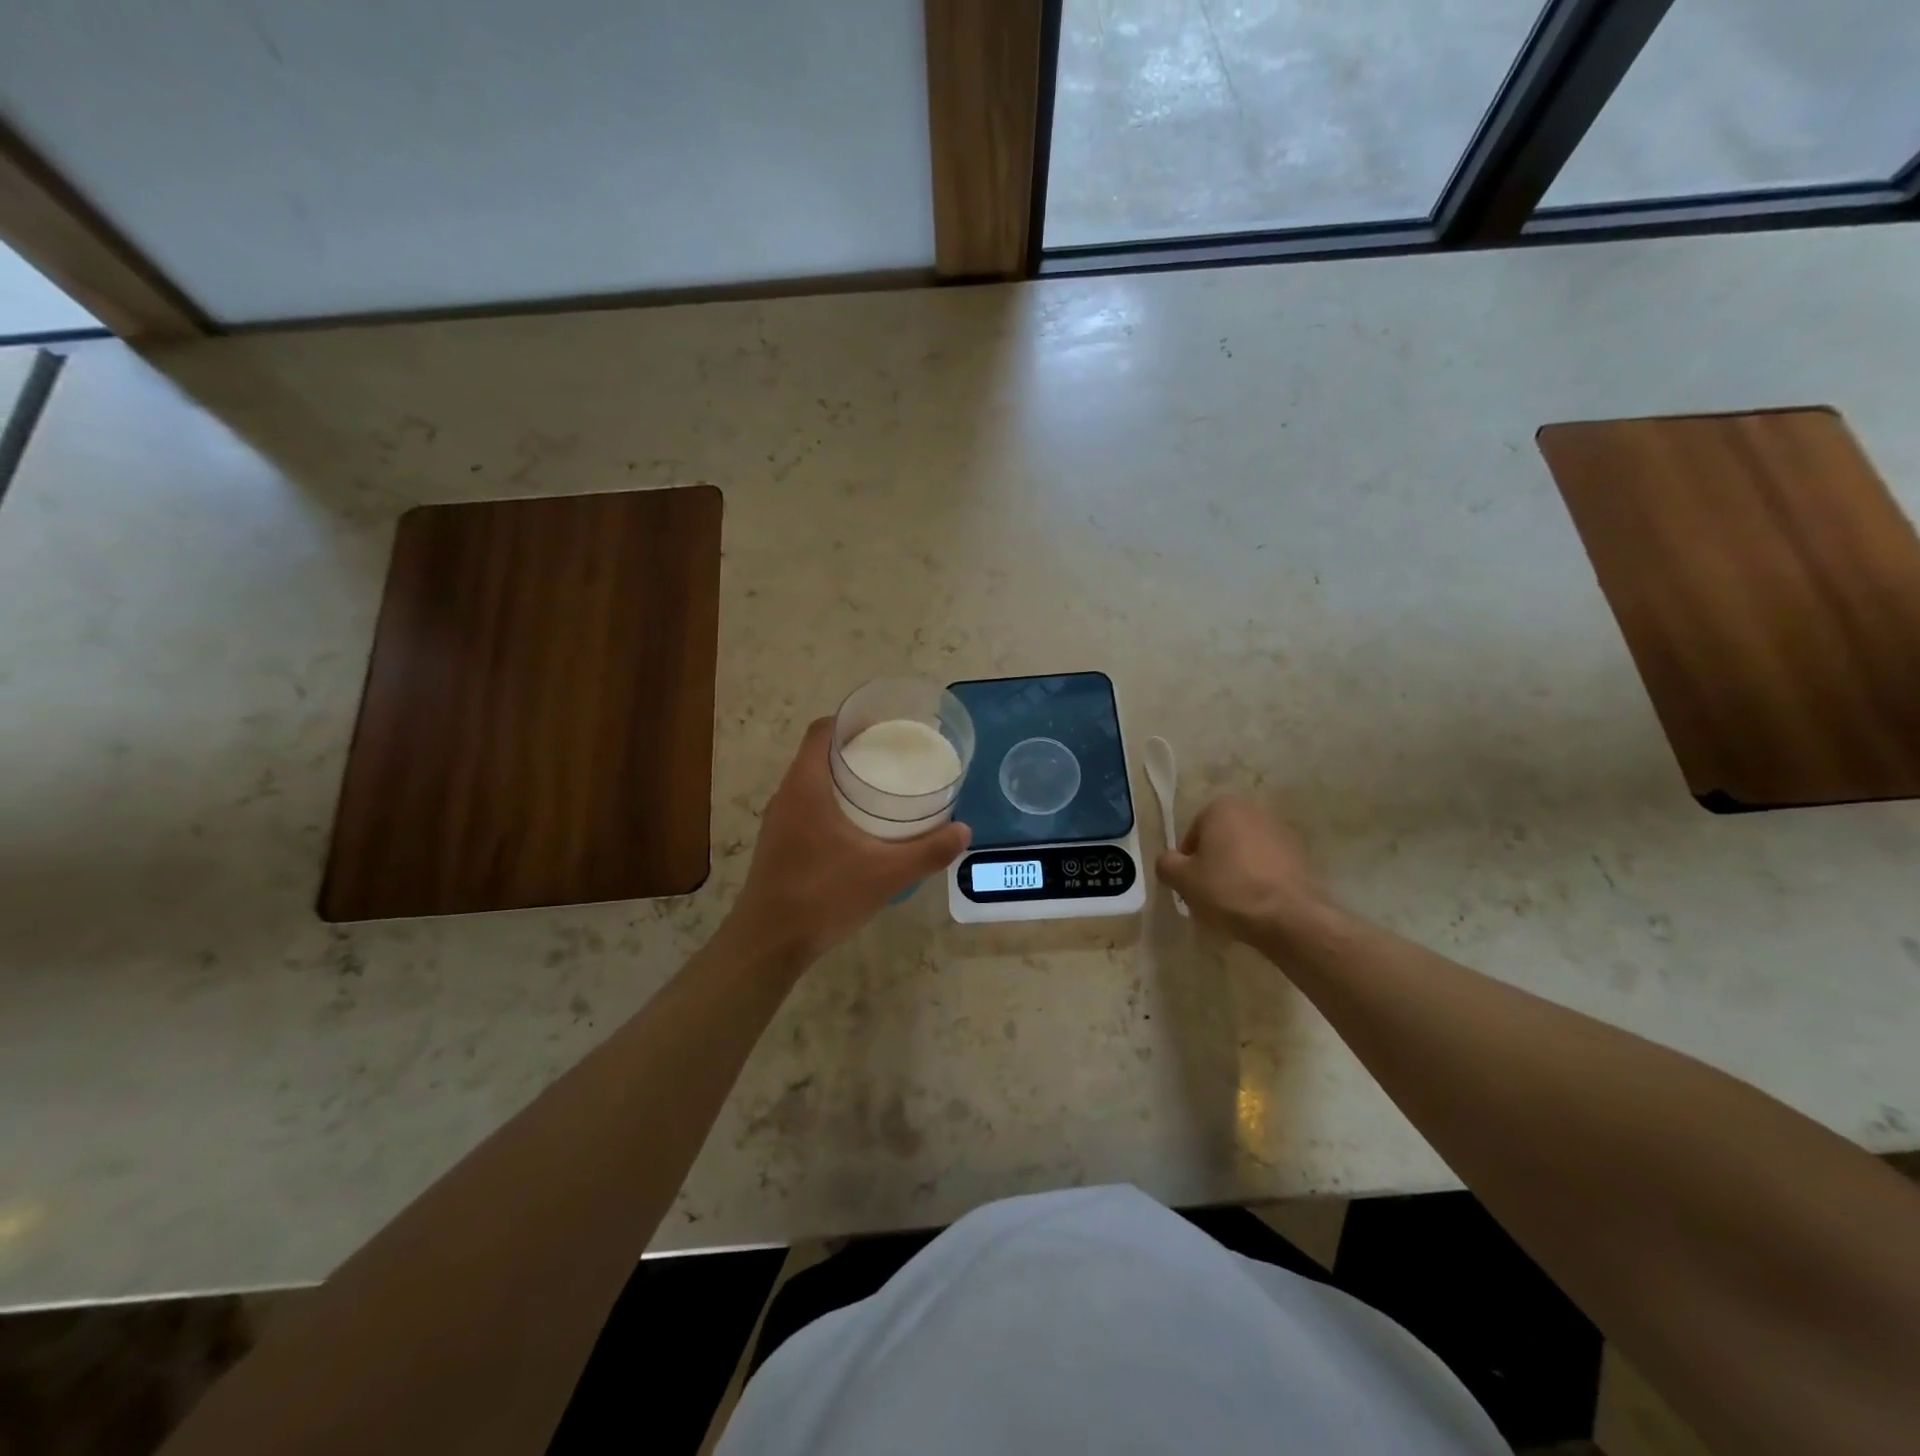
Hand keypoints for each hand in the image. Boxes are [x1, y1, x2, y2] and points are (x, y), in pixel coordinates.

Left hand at [731, 718, 970, 964]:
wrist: (769, 943)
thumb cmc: (823, 896)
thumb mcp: (885, 874)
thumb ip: (927, 851)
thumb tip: (964, 831)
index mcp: (805, 787)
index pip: (821, 731)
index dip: (851, 721)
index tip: (884, 725)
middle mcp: (787, 795)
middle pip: (818, 754)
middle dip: (854, 749)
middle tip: (894, 757)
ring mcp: (778, 821)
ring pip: (811, 782)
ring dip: (842, 778)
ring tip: (882, 787)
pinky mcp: (778, 843)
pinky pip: (806, 806)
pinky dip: (832, 803)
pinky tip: (859, 826)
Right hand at [1157, 795, 1339, 947]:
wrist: (1289, 917)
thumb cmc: (1228, 889)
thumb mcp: (1183, 879)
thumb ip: (1166, 864)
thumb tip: (1169, 862)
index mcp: (1222, 807)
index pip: (1192, 835)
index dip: (1187, 863)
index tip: (1190, 886)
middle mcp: (1252, 810)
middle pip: (1220, 841)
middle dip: (1212, 864)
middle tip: (1208, 895)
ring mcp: (1280, 832)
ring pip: (1244, 854)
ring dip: (1236, 872)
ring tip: (1233, 903)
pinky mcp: (1300, 855)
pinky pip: (1267, 867)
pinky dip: (1259, 880)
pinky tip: (1256, 905)